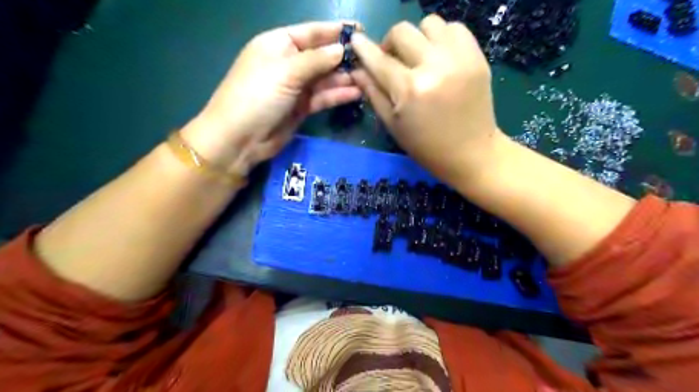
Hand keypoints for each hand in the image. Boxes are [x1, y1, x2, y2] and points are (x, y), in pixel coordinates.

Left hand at [182, 21, 362, 173]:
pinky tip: (357, 93)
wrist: (240, 138)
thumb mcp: (286, 72)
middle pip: (321, 56)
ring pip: (325, 78)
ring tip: (369, 77)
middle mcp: (289, 63)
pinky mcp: (302, 107)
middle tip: (371, 59)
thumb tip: (341, 49)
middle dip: (344, 57)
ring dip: (345, 77)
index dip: (335, 30)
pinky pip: (323, 97)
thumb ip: (316, 60)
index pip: (312, 32)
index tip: (360, 31)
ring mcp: (296, 87)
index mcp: (278, 44)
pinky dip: (338, 95)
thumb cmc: (257, 96)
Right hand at [355, 15, 501, 184]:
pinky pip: (454, 28)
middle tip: (393, 61)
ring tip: (419, 59)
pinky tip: (439, 57)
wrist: (471, 152)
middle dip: (390, 44)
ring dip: (417, 38)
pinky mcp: (477, 56)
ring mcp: (459, 58)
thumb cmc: (427, 146)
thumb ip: (373, 94)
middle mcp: (434, 66)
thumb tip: (356, 70)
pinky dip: (442, 38)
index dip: (363, 49)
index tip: (356, 42)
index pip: (379, 60)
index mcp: (410, 90)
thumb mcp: (393, 125)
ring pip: (429, 23)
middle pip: (402, 32)